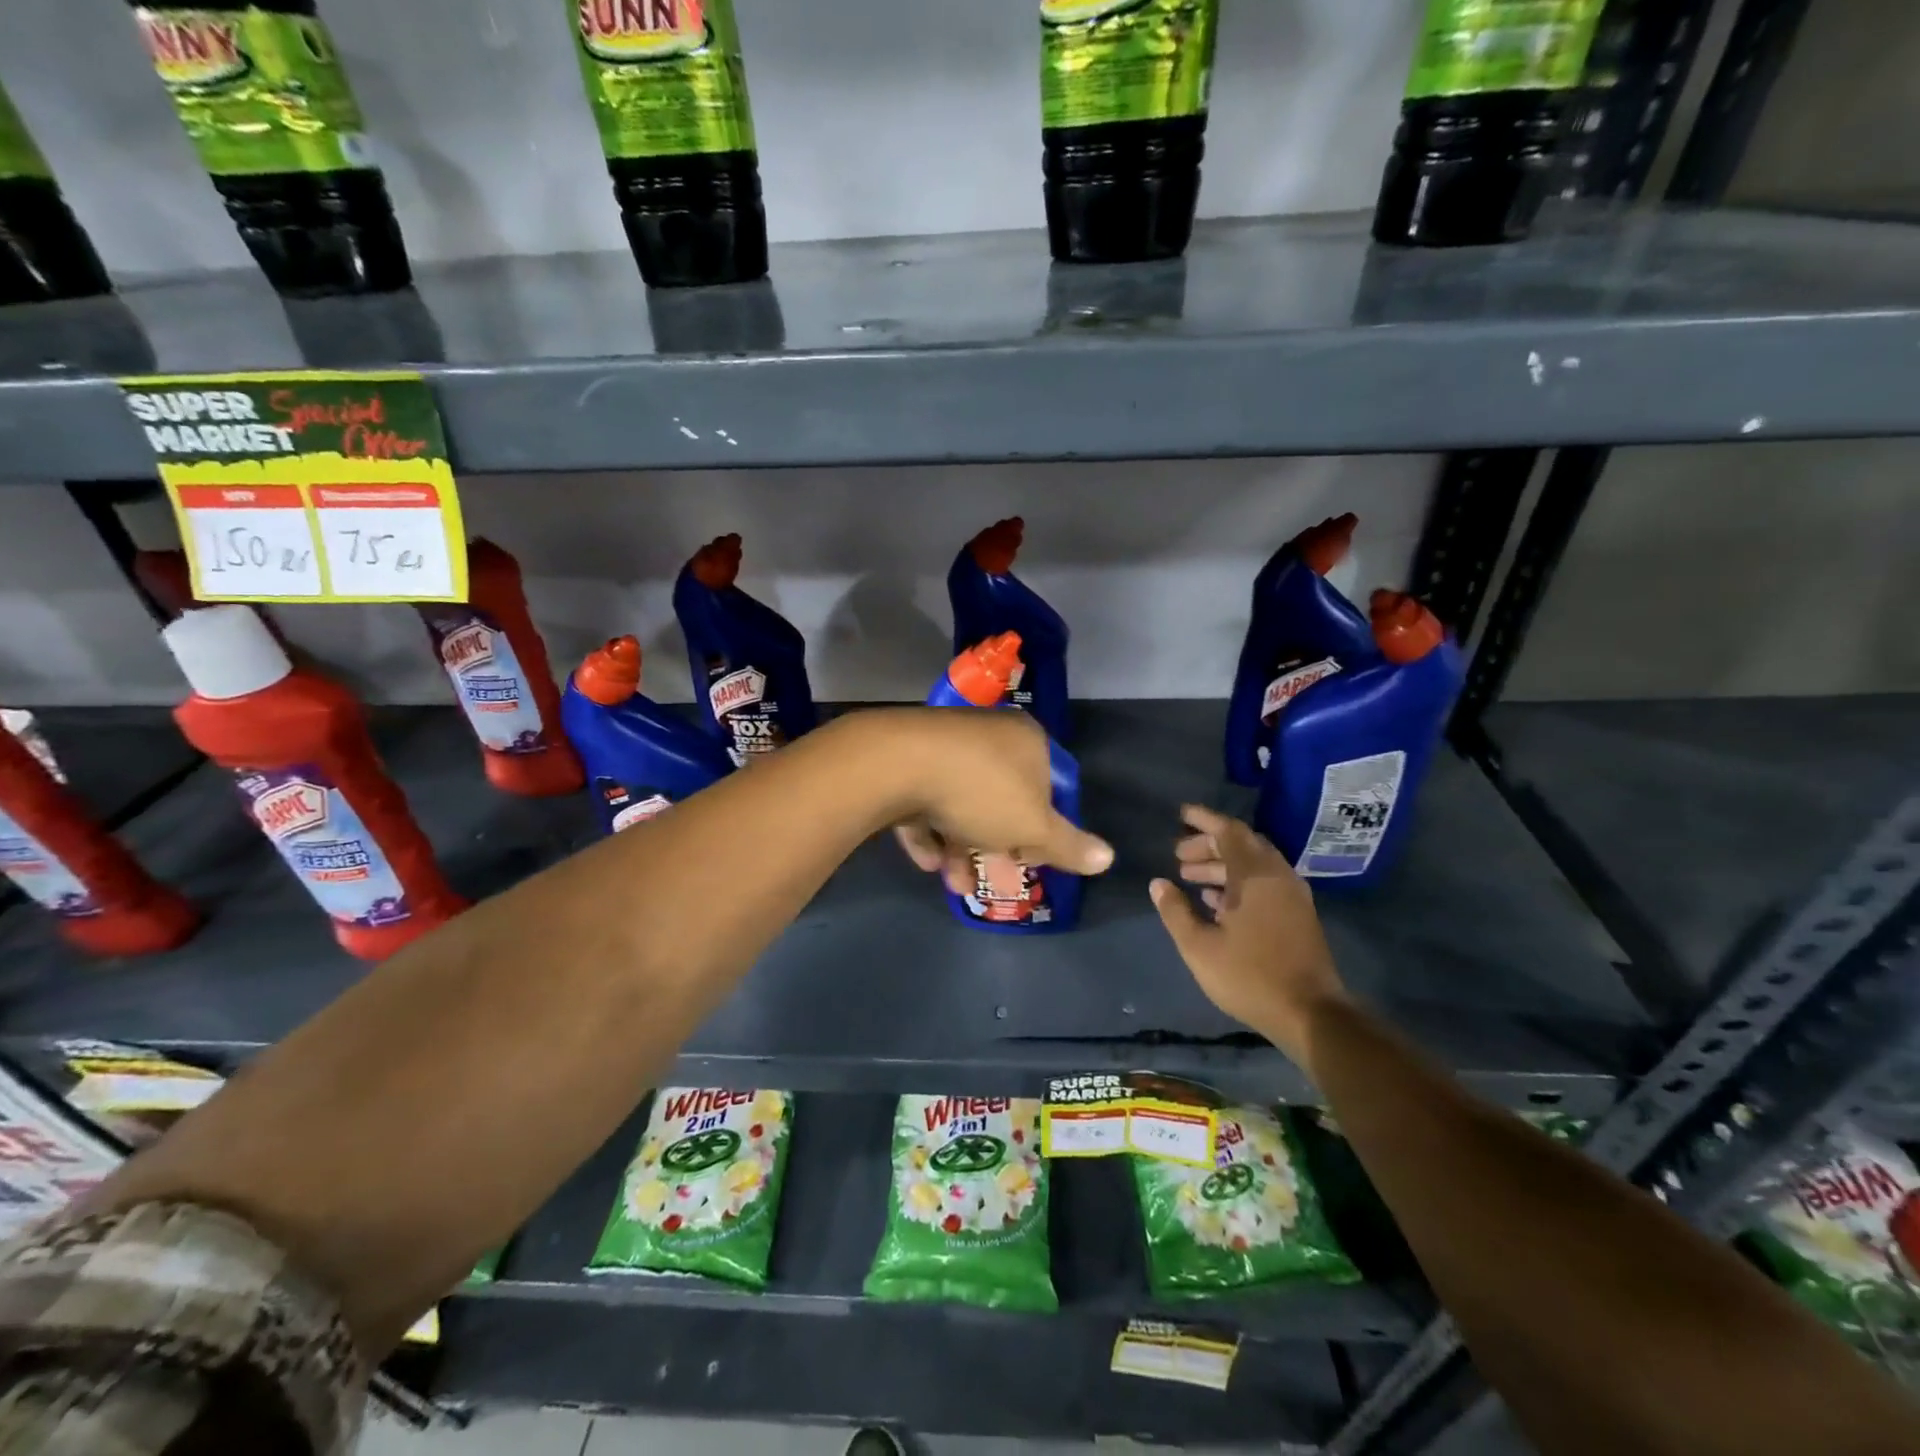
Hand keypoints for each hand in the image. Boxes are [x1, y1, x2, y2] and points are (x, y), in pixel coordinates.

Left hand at [886, 708, 1112, 893]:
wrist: (896, 764)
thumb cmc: (980, 791)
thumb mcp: (1033, 827)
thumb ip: (1069, 846)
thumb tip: (1108, 858)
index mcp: (1026, 740)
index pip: (1049, 785)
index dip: (1044, 827)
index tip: (1032, 858)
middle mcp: (987, 735)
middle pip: (1001, 797)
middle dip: (996, 846)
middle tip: (991, 878)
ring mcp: (943, 744)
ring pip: (960, 803)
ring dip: (960, 847)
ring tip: (954, 883)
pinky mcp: (906, 758)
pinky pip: (924, 799)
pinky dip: (929, 831)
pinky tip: (926, 860)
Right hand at [1149, 804, 1347, 1067]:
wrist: (1310, 1014)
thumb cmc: (1250, 976)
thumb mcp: (1199, 946)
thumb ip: (1175, 911)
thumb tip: (1158, 883)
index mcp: (1255, 876)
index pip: (1228, 832)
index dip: (1203, 820)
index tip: (1179, 814)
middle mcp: (1278, 877)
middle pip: (1242, 844)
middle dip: (1208, 844)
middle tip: (1178, 854)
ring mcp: (1292, 896)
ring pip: (1253, 865)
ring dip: (1221, 865)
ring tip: (1189, 877)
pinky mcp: (1297, 915)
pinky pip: (1264, 883)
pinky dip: (1238, 882)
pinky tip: (1215, 902)